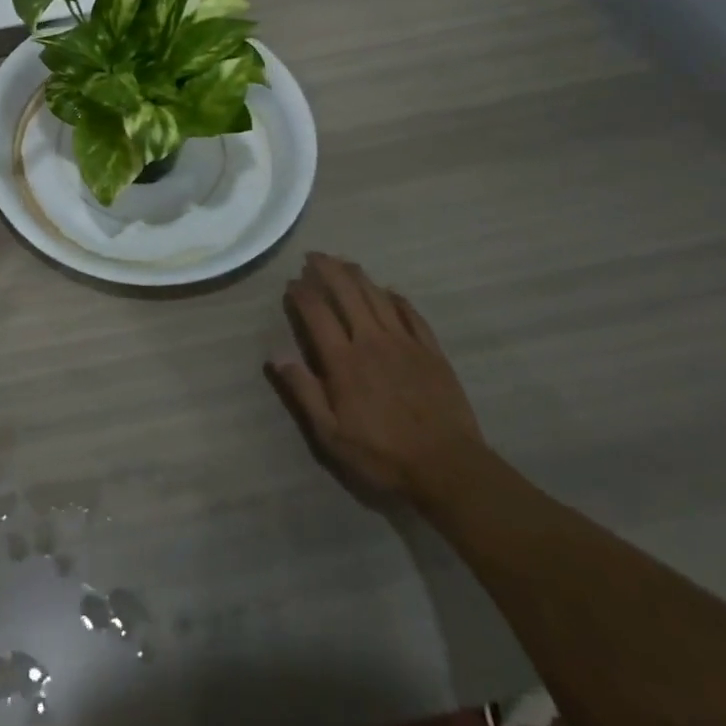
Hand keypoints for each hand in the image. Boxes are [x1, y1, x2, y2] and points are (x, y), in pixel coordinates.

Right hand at [266, 253, 485, 500]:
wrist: (449, 469)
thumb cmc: (383, 455)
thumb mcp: (331, 435)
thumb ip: (303, 392)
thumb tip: (275, 356)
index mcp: (344, 360)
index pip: (317, 313)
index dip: (302, 292)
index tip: (291, 283)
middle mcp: (372, 341)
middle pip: (347, 293)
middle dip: (327, 269)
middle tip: (313, 256)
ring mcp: (405, 343)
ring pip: (377, 296)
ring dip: (358, 275)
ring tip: (344, 262)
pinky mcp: (431, 352)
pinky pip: (411, 314)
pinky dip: (397, 298)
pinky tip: (389, 291)